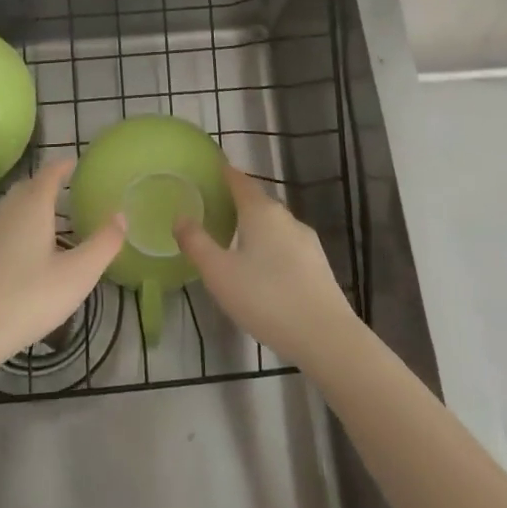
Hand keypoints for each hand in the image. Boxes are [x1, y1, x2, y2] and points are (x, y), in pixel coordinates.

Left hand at [0, 158, 124, 384]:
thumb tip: (121, 215)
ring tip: (51, 222)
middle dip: (47, 185)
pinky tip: (25, 253)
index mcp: (32, 207)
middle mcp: (6, 211)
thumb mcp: (78, 275)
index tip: (76, 163)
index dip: (63, 166)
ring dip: (31, 207)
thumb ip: (103, 243)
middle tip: (68, 192)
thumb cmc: (29, 298)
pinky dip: (17, 228)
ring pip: (11, 208)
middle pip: (28, 187)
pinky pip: (1, 228)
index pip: (49, 173)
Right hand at [176, 165, 357, 367]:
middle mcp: (286, 218)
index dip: (224, 173)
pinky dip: (270, 247)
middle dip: (236, 201)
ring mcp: (306, 241)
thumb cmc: (266, 298)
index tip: (210, 170)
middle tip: (213, 208)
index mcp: (261, 212)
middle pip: (258, 201)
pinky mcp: (318, 265)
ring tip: (234, 239)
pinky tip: (262, 268)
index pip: (240, 180)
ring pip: (274, 225)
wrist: (326, 337)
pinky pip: (286, 245)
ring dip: (254, 226)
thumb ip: (197, 243)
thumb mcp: (219, 273)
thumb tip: (180, 217)